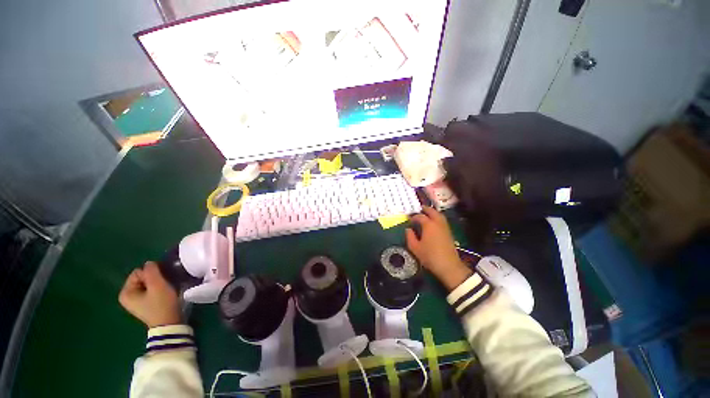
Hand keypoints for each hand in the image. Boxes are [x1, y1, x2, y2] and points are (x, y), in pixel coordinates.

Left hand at [119, 261, 181, 327]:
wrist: (169, 324)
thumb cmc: (161, 304)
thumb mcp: (158, 285)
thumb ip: (151, 271)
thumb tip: (149, 263)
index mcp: (125, 292)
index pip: (138, 272)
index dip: (152, 273)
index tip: (161, 280)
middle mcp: (127, 296)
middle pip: (142, 277)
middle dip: (155, 278)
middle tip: (165, 284)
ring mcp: (135, 302)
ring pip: (148, 283)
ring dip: (158, 283)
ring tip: (167, 288)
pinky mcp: (145, 304)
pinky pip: (150, 290)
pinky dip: (158, 289)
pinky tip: (165, 293)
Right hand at [406, 207, 472, 290]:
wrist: (449, 266)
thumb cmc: (429, 256)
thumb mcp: (415, 248)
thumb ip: (410, 237)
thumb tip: (408, 229)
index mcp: (428, 225)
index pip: (420, 216)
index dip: (414, 217)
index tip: (409, 220)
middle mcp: (437, 223)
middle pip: (432, 212)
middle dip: (426, 209)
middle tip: (420, 209)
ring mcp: (445, 227)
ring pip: (439, 215)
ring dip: (433, 212)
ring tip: (427, 214)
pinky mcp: (449, 233)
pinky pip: (443, 220)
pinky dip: (437, 217)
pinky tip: (434, 223)